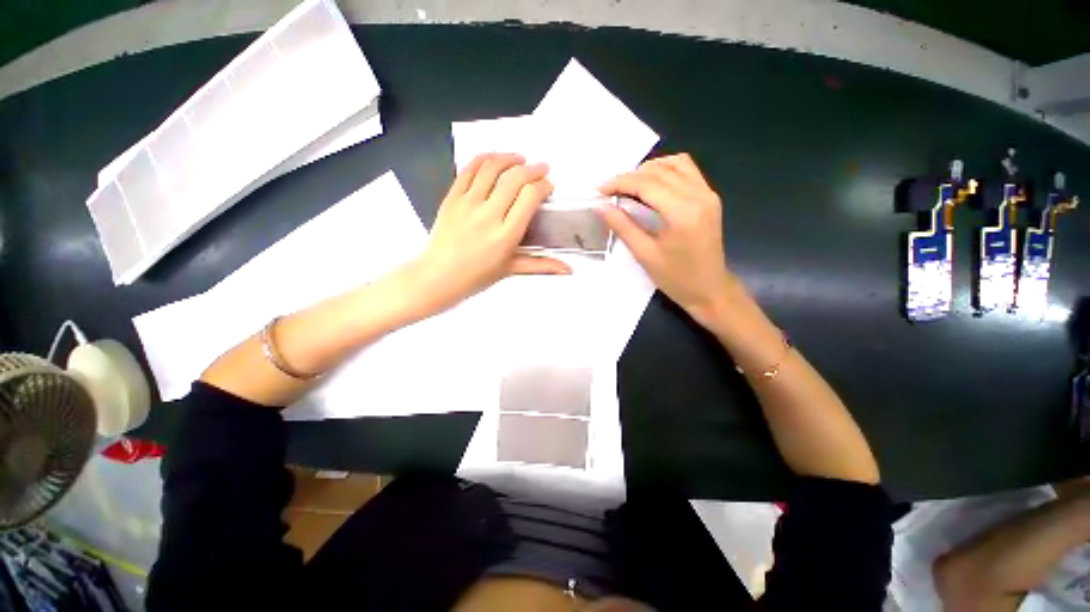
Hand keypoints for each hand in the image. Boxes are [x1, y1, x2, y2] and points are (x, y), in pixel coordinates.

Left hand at [403, 153, 569, 317]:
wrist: (439, 275)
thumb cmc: (477, 276)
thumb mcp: (511, 269)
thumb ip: (542, 265)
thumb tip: (568, 270)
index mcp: (506, 235)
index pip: (530, 197)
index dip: (543, 185)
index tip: (548, 186)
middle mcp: (488, 215)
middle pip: (515, 178)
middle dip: (533, 169)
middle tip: (541, 168)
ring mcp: (467, 203)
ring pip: (492, 168)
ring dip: (510, 158)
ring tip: (520, 159)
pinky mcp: (452, 197)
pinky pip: (468, 169)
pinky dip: (484, 158)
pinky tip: (494, 157)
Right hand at [599, 153, 735, 327]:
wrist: (710, 289)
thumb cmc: (676, 278)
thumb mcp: (644, 254)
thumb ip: (623, 227)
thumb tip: (601, 207)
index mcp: (682, 212)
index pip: (646, 184)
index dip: (619, 183)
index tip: (599, 190)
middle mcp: (699, 195)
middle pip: (659, 171)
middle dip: (629, 176)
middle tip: (609, 190)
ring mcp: (708, 194)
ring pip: (676, 163)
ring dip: (649, 169)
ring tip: (629, 186)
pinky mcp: (710, 197)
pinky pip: (687, 171)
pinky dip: (666, 170)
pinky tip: (652, 184)